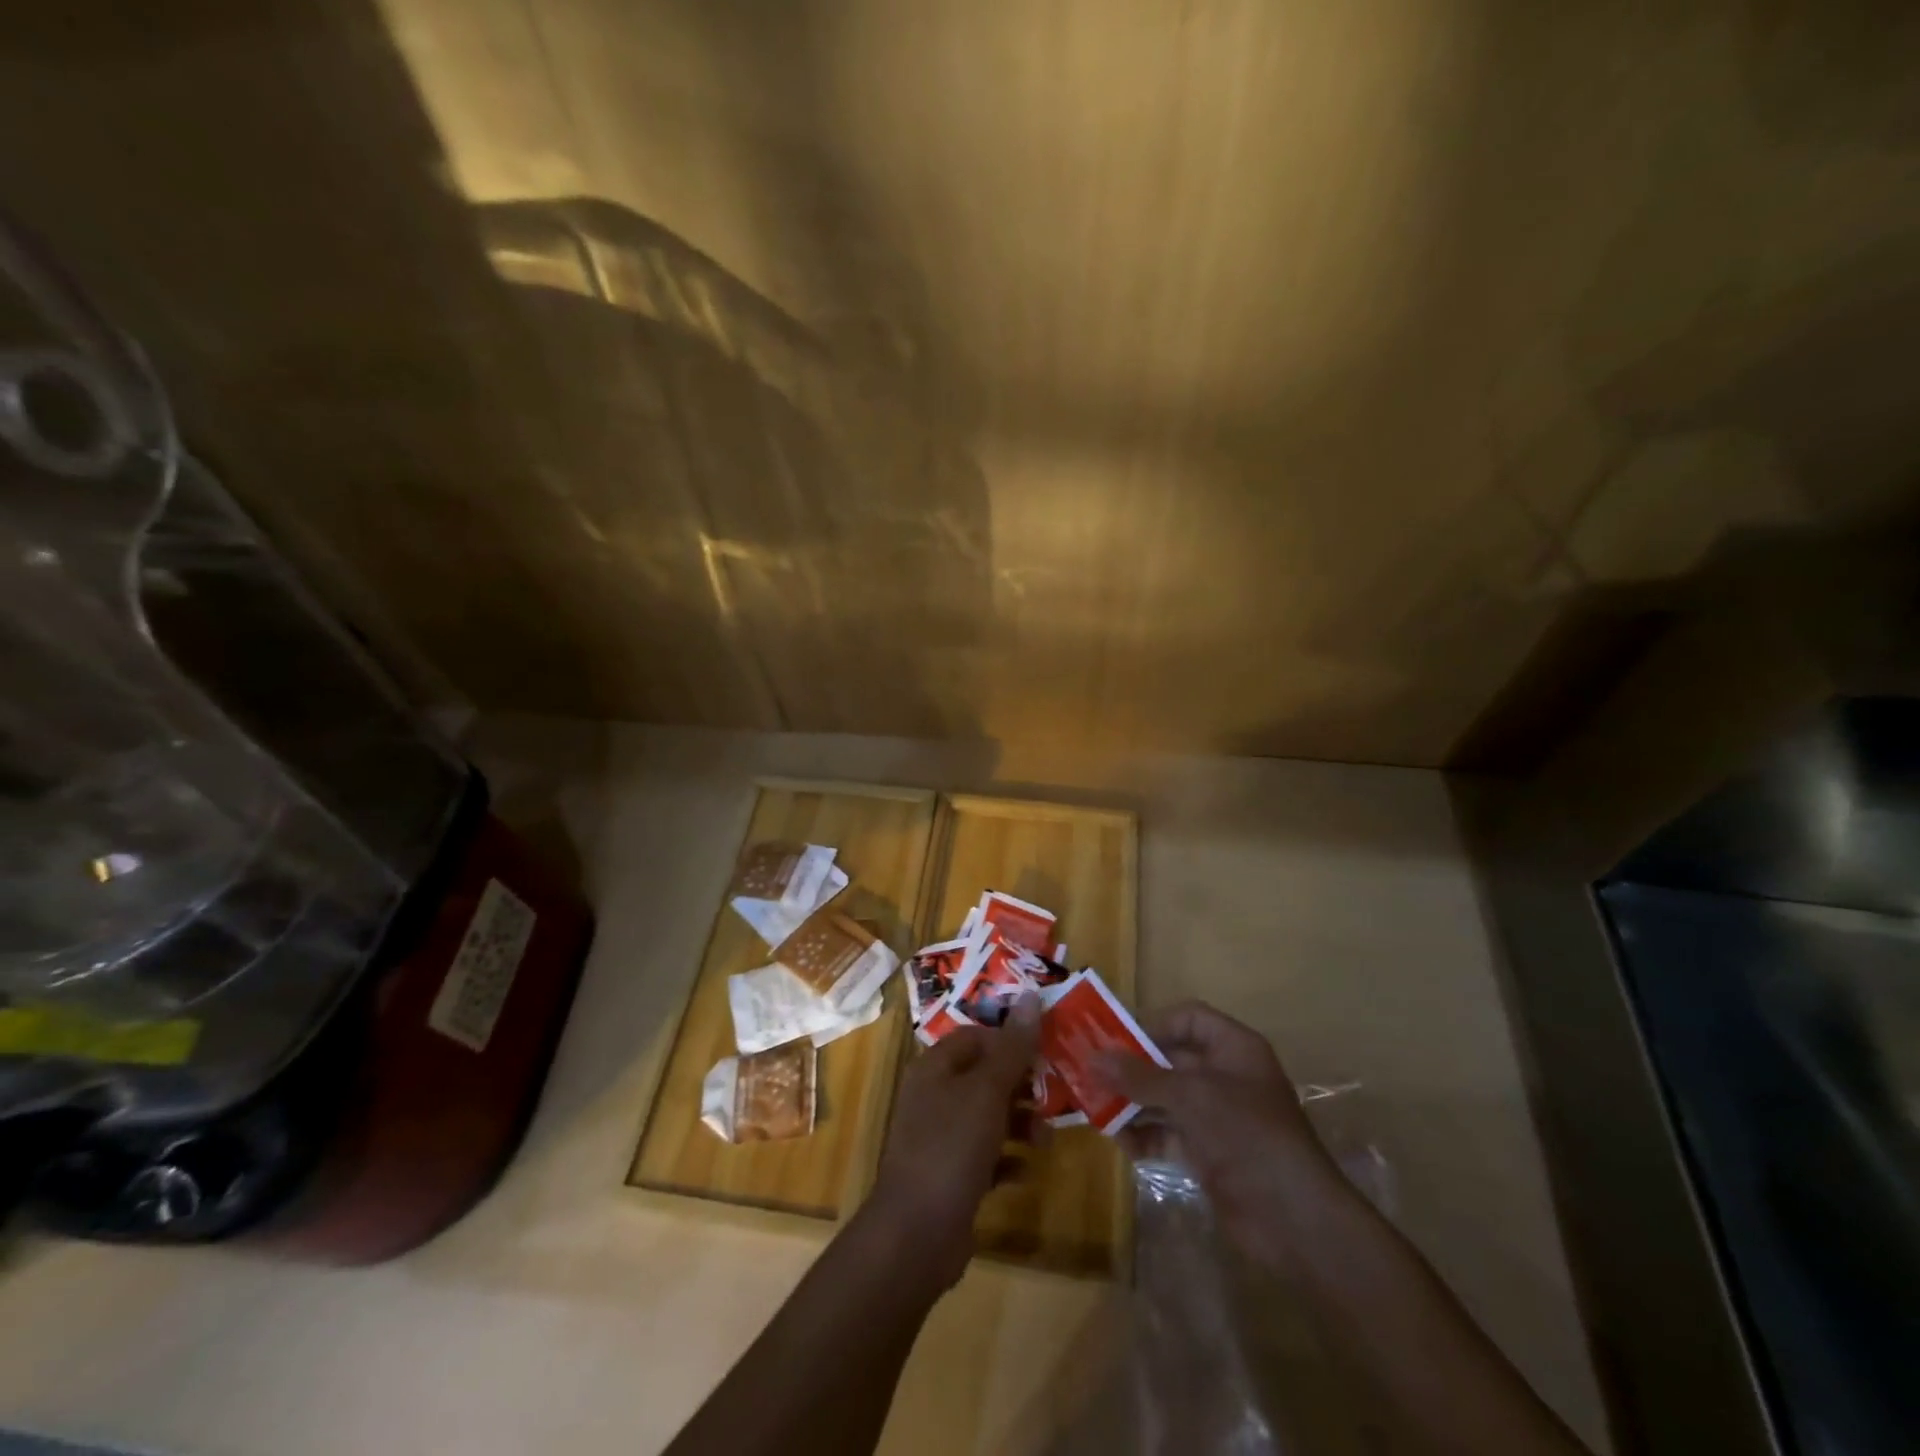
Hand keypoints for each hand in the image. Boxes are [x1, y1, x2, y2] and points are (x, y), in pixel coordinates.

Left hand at [866, 995, 1040, 1291]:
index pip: (975, 1037)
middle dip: (1020, 1085)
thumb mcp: (987, 1092)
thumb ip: (1012, 1048)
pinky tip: (1026, 1170)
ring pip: (988, 1117)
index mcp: (935, 1068)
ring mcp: (940, 1138)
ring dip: (1020, 1123)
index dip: (1009, 1040)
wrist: (915, 1234)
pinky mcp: (950, 1176)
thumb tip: (1030, 995)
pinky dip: (1007, 1159)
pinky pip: (986, 1156)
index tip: (1044, 1051)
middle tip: (1054, 1093)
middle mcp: (934, 1097)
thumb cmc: (951, 1148)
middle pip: (984, 1076)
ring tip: (1046, 1138)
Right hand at [1101, 1001, 1338, 1266]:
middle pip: (1170, 1059)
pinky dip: (1145, 1135)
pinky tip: (1122, 1142)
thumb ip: (1139, 1077)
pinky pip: (1168, 1133)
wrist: (1294, 1221)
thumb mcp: (1190, 1097)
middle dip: (1131, 1068)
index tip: (1115, 1040)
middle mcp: (1225, 1076)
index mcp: (1233, 1048)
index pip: (1188, 1018)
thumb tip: (1091, 1058)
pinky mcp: (1209, 1152)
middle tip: (1090, 1073)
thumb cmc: (1247, 1136)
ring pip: (1164, 1098)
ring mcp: (1217, 1116)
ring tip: (1095, 1109)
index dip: (1152, 1024)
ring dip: (1132, 1103)